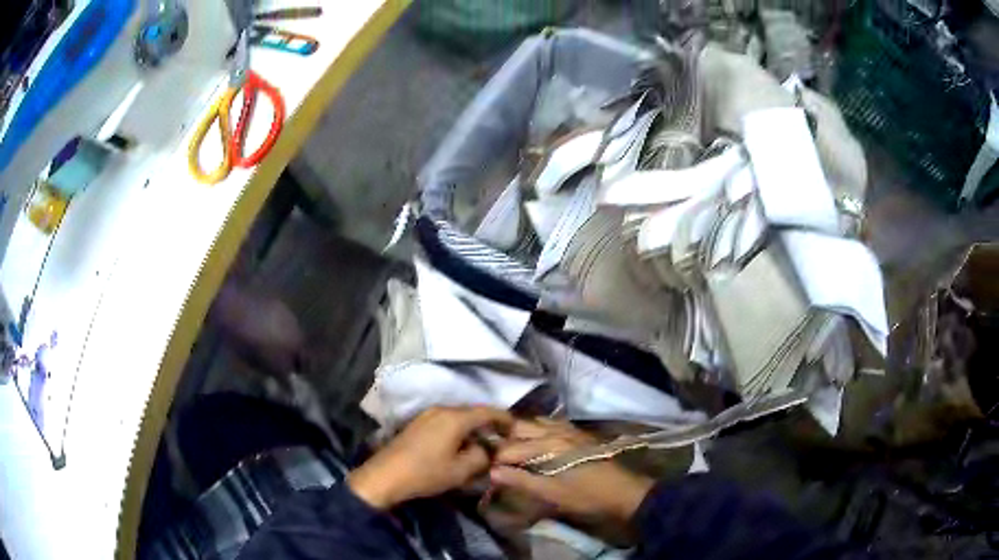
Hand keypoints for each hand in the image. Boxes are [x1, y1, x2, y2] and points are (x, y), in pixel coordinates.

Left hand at [349, 407, 512, 509]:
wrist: (385, 476)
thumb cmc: (426, 473)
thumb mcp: (461, 470)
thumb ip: (482, 456)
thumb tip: (486, 449)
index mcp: (455, 417)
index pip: (488, 411)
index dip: (504, 418)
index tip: (516, 428)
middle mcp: (441, 409)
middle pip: (472, 411)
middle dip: (489, 422)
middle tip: (501, 437)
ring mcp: (427, 415)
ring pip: (458, 416)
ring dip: (472, 426)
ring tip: (482, 442)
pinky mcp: (417, 423)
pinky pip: (445, 421)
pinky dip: (458, 429)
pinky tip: (459, 443)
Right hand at [490, 419, 654, 530]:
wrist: (624, 492)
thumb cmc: (587, 497)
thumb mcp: (552, 495)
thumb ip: (521, 481)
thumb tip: (492, 472)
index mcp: (548, 445)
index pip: (509, 447)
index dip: (494, 459)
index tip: (484, 470)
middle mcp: (556, 430)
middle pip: (518, 427)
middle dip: (502, 440)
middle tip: (492, 458)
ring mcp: (568, 429)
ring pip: (533, 422)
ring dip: (517, 433)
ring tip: (507, 450)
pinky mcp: (576, 433)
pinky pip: (549, 424)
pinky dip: (535, 430)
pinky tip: (533, 443)